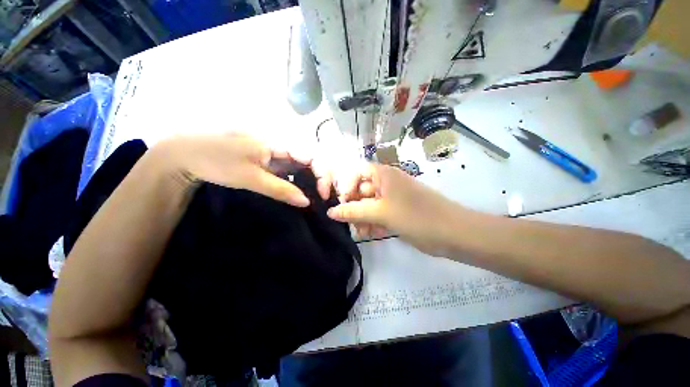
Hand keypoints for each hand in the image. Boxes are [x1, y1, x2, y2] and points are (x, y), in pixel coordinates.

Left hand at [154, 134, 331, 206]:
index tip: (323, 194)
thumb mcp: (251, 178)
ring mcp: (274, 155)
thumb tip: (306, 202)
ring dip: (311, 181)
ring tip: (316, 197)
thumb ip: (281, 189)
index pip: (311, 157)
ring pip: (300, 167)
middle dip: (320, 178)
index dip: (322, 174)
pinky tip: (300, 193)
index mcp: (278, 145)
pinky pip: (289, 172)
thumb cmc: (217, 161)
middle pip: (310, 161)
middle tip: (322, 198)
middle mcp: (280, 147)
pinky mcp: (268, 162)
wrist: (186, 154)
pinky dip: (297, 182)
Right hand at [327, 163, 460, 255]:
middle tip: (351, 224)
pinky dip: (372, 224)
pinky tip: (371, 234)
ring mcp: (391, 199)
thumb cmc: (415, 215)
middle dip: (354, 207)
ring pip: (368, 205)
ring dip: (362, 218)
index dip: (346, 186)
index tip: (342, 203)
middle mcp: (386, 183)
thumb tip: (331, 212)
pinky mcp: (396, 212)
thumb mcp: (381, 212)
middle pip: (360, 191)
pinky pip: (377, 215)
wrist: (452, 233)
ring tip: (362, 233)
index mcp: (383, 175)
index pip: (356, 172)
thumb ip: (354, 211)